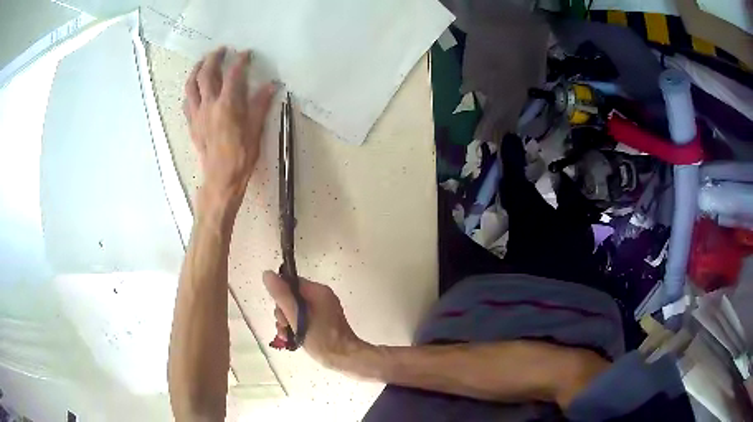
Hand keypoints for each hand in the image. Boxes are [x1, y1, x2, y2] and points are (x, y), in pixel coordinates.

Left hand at [184, 46, 274, 207]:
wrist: (221, 179)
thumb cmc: (241, 157)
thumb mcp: (256, 130)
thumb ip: (260, 105)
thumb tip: (271, 86)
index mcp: (227, 106)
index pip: (233, 75)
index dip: (240, 61)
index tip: (246, 53)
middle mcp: (209, 106)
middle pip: (206, 74)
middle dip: (214, 58)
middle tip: (222, 50)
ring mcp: (197, 115)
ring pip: (191, 85)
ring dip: (197, 70)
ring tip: (203, 62)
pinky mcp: (192, 124)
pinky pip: (187, 102)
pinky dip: (190, 91)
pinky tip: (195, 89)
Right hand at [262, 271, 368, 370]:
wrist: (343, 359)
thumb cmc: (320, 337)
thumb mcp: (296, 316)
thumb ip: (281, 295)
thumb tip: (267, 273)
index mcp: (318, 291)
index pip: (291, 283)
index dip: (280, 295)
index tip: (280, 312)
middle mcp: (320, 297)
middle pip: (291, 297)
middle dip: (283, 313)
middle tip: (284, 326)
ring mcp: (321, 310)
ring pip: (294, 310)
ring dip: (286, 322)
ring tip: (286, 335)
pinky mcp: (321, 322)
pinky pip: (302, 319)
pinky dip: (295, 327)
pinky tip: (290, 339)